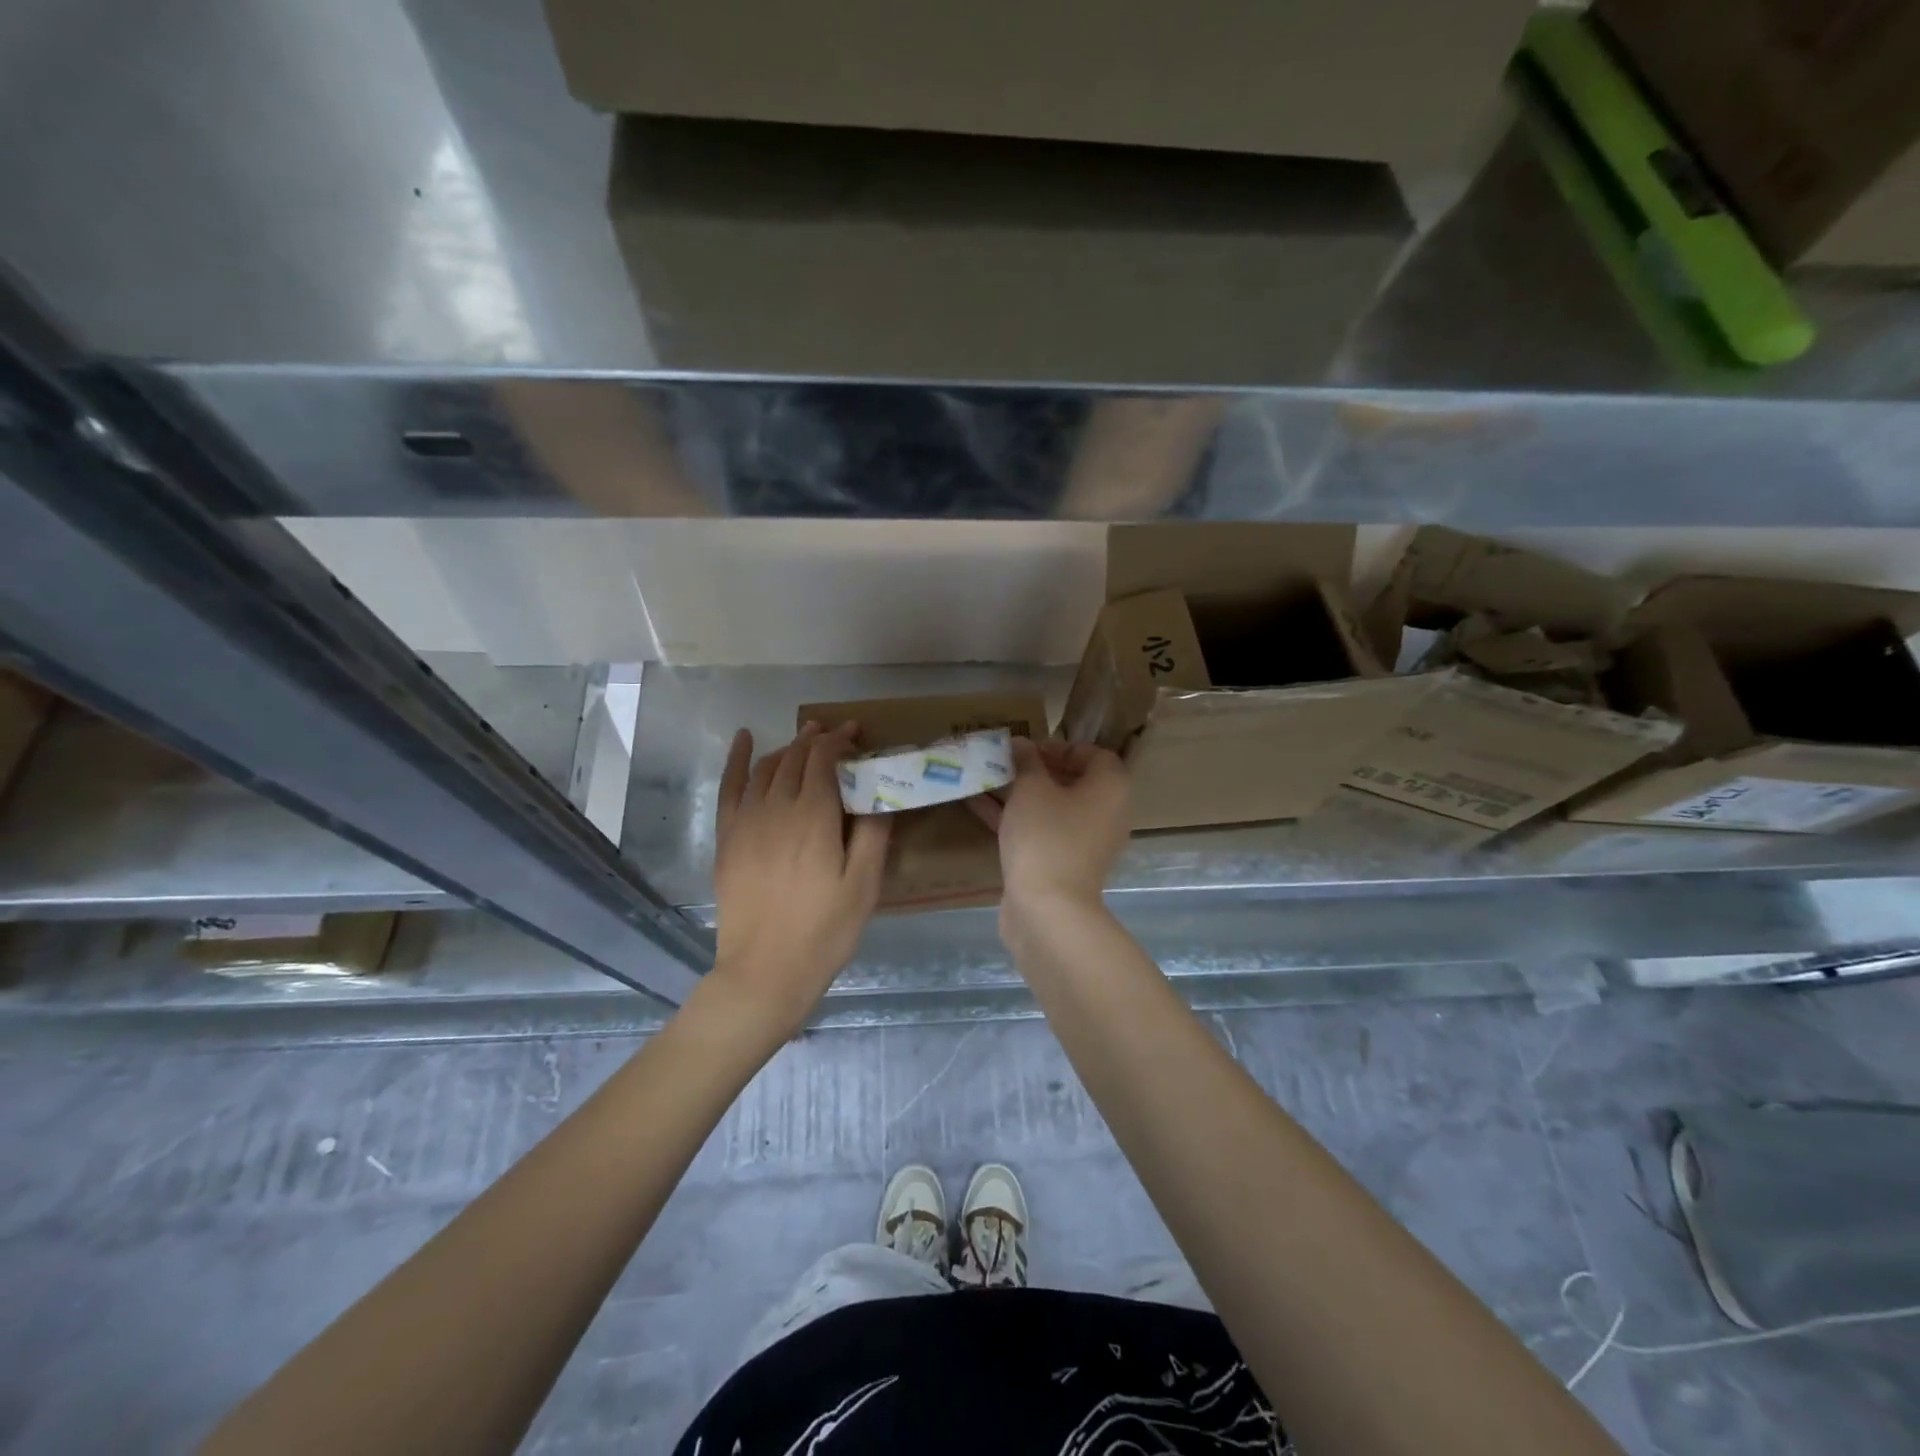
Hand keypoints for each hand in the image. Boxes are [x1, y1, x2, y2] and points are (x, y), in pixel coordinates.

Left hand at [709, 722, 889, 1037]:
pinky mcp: (727, 838)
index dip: (840, 740)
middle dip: (817, 740)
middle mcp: (776, 808)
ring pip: (767, 768)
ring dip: (788, 748)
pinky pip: (730, 787)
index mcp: (813, 817)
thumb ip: (873, 833)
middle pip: (796, 758)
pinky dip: (737, 759)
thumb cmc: (824, 931)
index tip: (856, 733)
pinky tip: (744, 739)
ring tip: (805, 741)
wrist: (764, 972)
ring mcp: (746, 822)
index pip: (824, 759)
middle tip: (837, 735)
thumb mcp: (863, 885)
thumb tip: (880, 792)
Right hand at [968, 738, 1129, 917]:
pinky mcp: (1060, 864)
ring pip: (1050, 807)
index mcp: (1110, 789)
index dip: (1061, 746)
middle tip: (1003, 761)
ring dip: (1019, 792)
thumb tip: (1022, 744)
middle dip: (1034, 769)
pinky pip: (1039, 831)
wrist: (1047, 911)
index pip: (1094, 755)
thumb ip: (1026, 761)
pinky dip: (1014, 817)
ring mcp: (1082, 843)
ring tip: (984, 777)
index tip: (1028, 748)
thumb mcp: (1031, 789)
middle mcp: (1104, 814)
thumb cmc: (1046, 837)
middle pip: (1071, 781)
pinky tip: (976, 804)